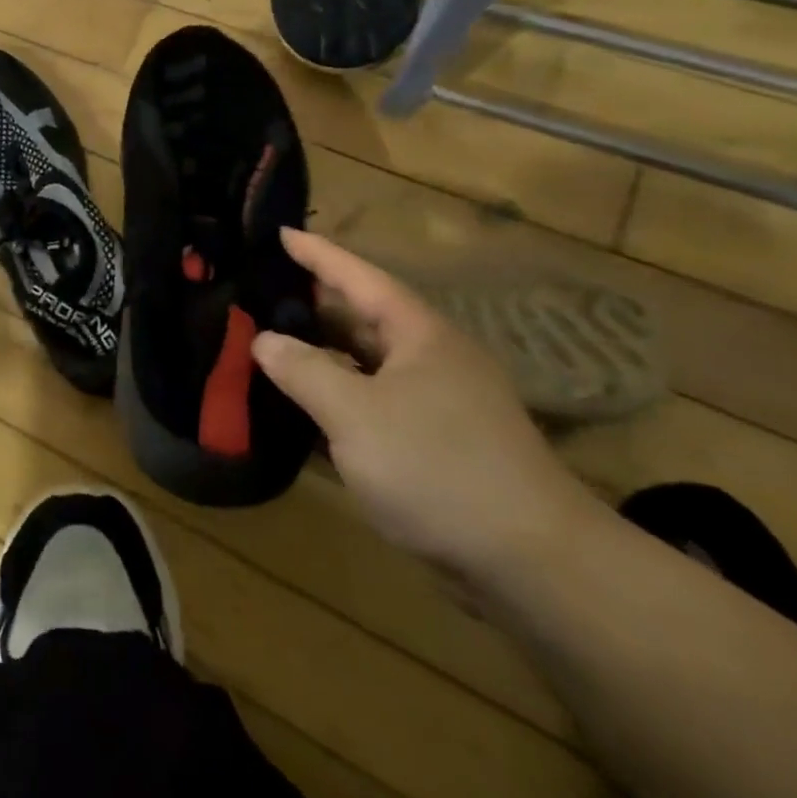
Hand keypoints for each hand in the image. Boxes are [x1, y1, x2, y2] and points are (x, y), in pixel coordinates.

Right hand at [253, 229, 594, 585]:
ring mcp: (438, 404)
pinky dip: (337, 396)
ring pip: (366, 363)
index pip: (359, 277)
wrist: (535, 564)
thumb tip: (264, 340)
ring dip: (321, 353)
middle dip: (313, 303)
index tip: (280, 233)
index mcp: (420, 335)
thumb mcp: (354, 414)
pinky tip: (305, 406)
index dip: (318, 253)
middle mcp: (432, 359)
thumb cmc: (438, 467)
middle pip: (362, 318)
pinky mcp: (438, 444)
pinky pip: (374, 401)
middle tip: (261, 289)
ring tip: (270, 342)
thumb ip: (302, 370)